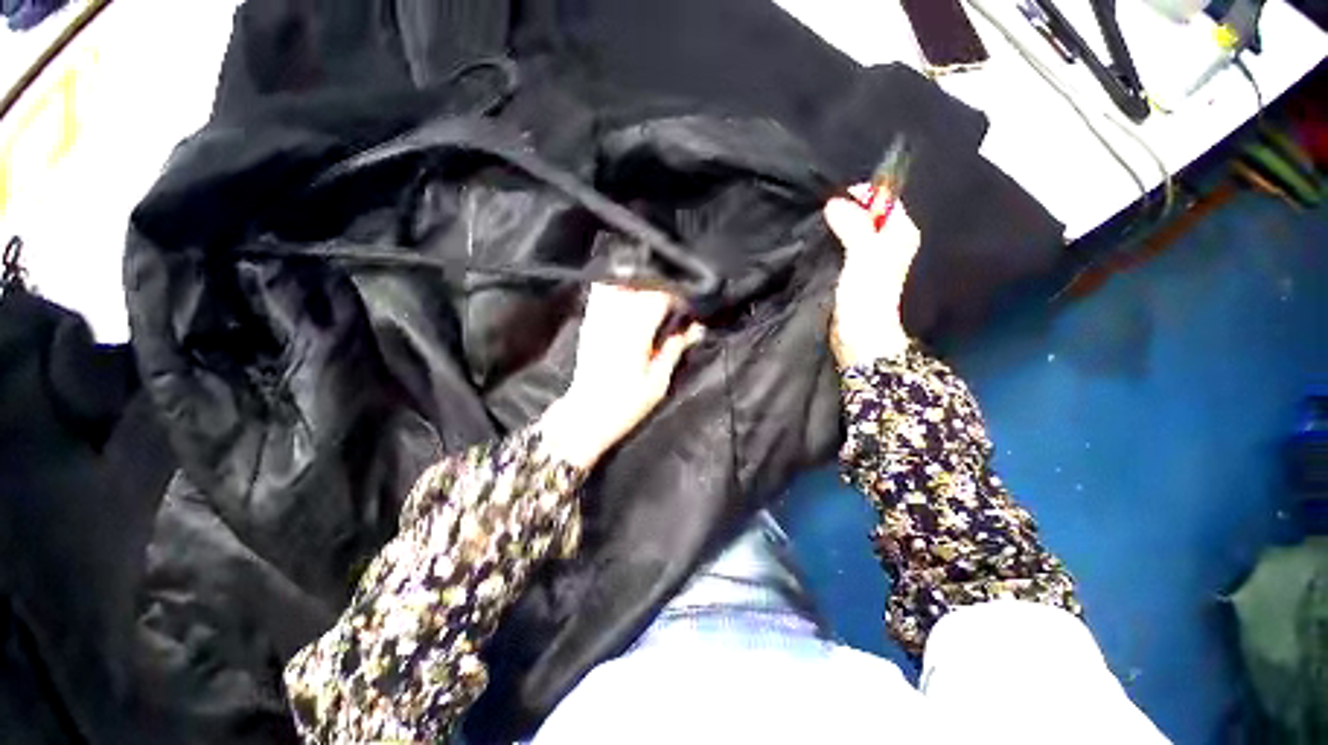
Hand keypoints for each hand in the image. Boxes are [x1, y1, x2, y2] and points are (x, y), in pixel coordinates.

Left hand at [538, 283, 703, 469]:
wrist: (586, 415)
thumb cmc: (624, 405)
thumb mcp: (658, 384)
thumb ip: (675, 350)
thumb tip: (695, 329)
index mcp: (634, 336)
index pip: (658, 297)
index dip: (677, 296)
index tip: (686, 307)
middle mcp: (614, 322)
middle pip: (639, 284)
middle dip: (659, 287)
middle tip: (672, 302)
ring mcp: (597, 320)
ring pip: (618, 282)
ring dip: (637, 283)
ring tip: (651, 296)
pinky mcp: (588, 324)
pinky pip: (600, 292)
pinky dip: (616, 286)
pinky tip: (628, 296)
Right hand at [824, 185, 920, 367]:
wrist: (859, 335)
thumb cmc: (867, 294)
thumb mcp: (863, 254)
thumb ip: (853, 225)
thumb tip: (835, 202)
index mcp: (900, 232)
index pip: (884, 199)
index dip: (862, 195)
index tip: (835, 201)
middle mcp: (888, 242)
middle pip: (866, 215)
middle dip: (845, 211)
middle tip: (822, 215)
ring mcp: (869, 258)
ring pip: (852, 232)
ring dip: (836, 228)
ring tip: (818, 229)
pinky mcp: (852, 272)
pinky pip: (841, 248)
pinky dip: (831, 244)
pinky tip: (818, 245)